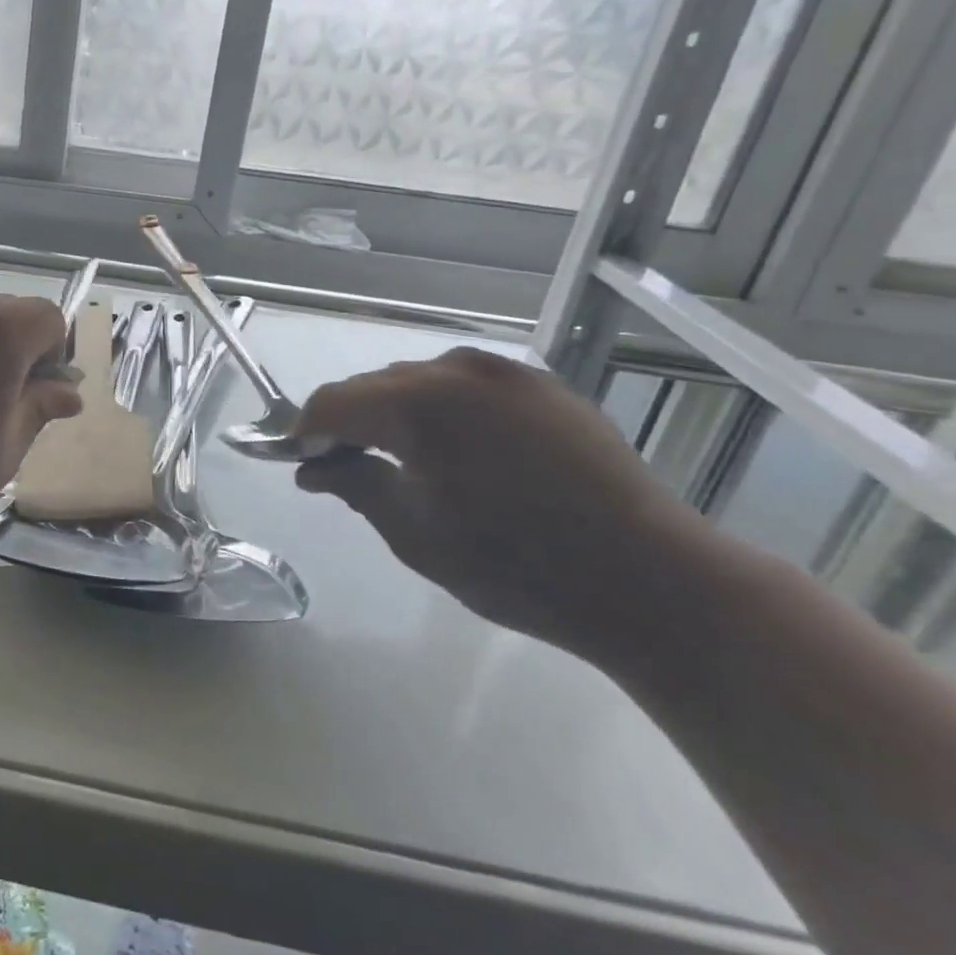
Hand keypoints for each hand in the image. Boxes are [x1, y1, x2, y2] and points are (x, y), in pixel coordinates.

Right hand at [293, 347, 715, 657]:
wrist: (655, 583)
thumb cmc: (517, 566)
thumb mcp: (415, 533)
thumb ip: (354, 485)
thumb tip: (312, 467)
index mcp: (419, 404)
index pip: (333, 402)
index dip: (306, 431)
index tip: (301, 463)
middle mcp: (458, 370)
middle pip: (374, 386)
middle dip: (350, 422)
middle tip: (346, 468)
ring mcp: (507, 374)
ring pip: (419, 382)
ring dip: (396, 414)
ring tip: (404, 462)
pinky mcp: (544, 388)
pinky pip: (467, 388)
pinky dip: (443, 412)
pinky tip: (460, 454)